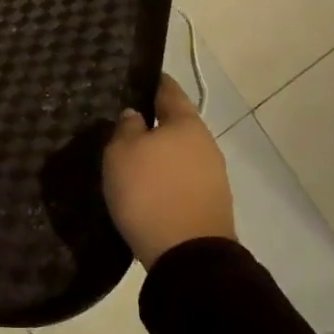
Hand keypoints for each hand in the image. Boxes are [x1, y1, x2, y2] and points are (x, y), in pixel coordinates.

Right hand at [103, 73, 236, 267]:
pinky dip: (166, 177)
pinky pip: (182, 179)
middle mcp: (206, 143)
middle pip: (176, 124)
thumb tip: (135, 115)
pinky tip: (147, 186)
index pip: (168, 90)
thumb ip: (126, 128)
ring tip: (132, 160)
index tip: (135, 79)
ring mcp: (213, 175)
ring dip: (160, 154)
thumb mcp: (121, 153)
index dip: (152, 82)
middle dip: (154, 123)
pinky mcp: (210, 203)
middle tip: (124, 125)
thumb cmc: (149, 192)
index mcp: (186, 123)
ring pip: (180, 153)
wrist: (187, 254)